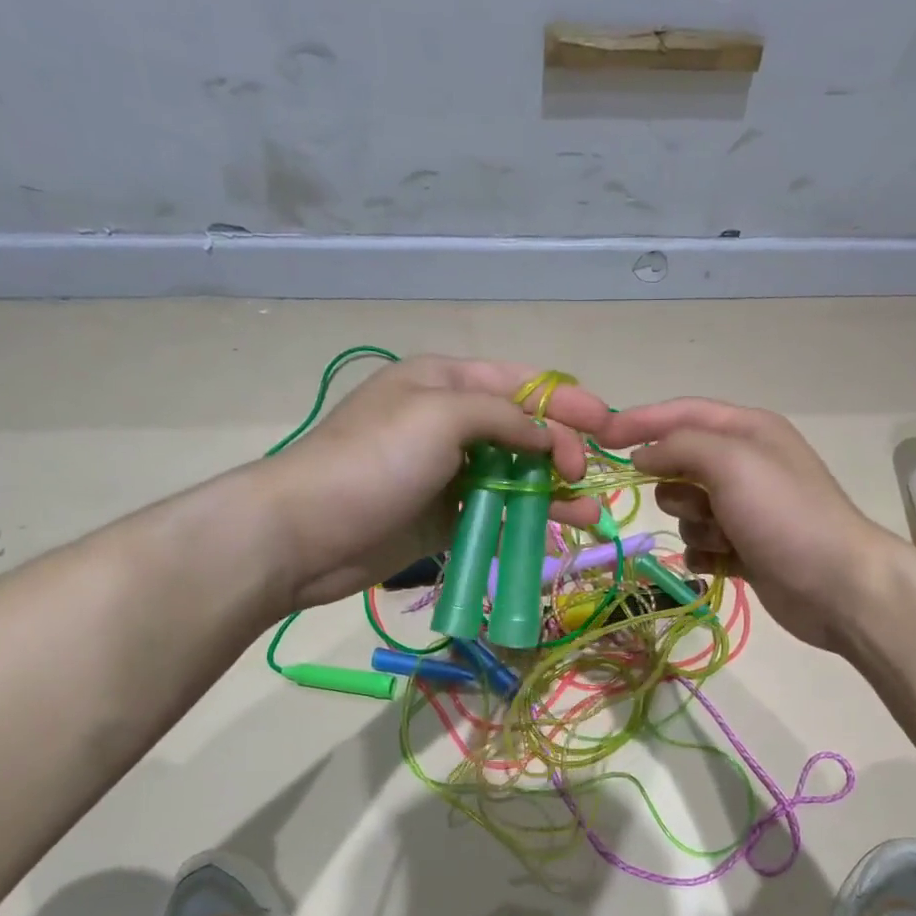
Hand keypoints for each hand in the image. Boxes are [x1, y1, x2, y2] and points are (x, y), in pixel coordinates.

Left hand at [257, 356, 611, 608]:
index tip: (608, 425)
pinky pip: (499, 510)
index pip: (521, 383)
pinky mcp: (447, 515)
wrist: (307, 533)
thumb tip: (548, 436)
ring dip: (555, 490)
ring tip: (592, 512)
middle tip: (588, 476)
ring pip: (516, 474)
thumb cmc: (374, 460)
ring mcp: (449, 472)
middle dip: (564, 449)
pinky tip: (560, 528)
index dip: (567, 400)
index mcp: (446, 382)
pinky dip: (530, 517)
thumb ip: (504, 417)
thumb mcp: (441, 416)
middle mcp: (451, 422)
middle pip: (524, 430)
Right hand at [601, 398, 901, 649]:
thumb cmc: (784, 515)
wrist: (837, 586)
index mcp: (748, 430)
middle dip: (677, 487)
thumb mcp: (731, 463)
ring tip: (723, 538)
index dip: (640, 422)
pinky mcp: (747, 549)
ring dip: (696, 525)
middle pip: (682, 464)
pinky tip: (720, 563)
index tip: (600, 438)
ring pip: (689, 509)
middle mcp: (747, 464)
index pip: (682, 413)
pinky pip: (702, 545)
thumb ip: (681, 447)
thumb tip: (644, 454)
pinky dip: (704, 553)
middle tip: (699, 505)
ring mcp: (748, 510)